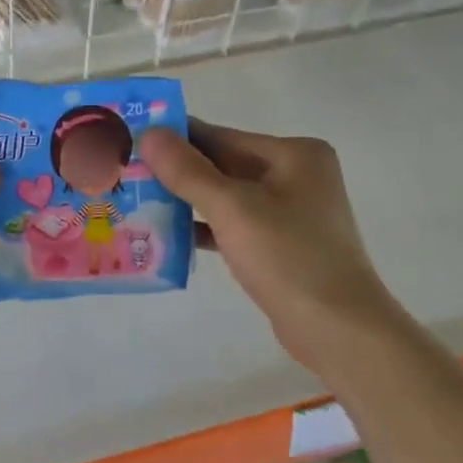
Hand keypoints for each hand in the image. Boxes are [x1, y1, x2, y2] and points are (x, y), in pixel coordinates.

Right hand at [139, 119, 394, 375]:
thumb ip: (188, 171)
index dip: (174, 138)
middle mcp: (295, 175)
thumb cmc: (289, 258)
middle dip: (176, 172)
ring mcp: (290, 212)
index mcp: (294, 154)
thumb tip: (149, 133)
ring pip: (226, 198)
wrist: (337, 329)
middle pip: (223, 165)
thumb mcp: (233, 209)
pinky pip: (234, 226)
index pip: (221, 136)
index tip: (130, 140)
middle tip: (125, 173)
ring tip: (136, 201)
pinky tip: (166, 235)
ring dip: (185, 201)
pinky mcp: (281, 245)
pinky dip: (204, 228)